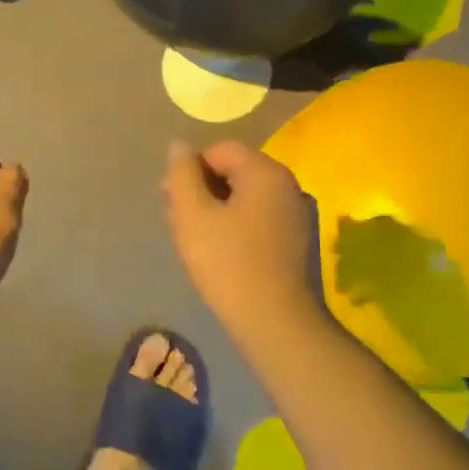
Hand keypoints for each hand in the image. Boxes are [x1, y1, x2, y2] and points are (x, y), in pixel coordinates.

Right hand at [163, 140, 322, 340]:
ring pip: (246, 197)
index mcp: (266, 172)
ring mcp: (297, 213)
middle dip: (202, 190)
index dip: (190, 169)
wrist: (276, 323)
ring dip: (216, 209)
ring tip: (195, 239)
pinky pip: (259, 218)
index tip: (170, 200)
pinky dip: (236, 226)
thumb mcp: (192, 214)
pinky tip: (221, 253)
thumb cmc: (228, 263)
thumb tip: (179, 146)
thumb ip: (181, 174)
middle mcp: (288, 185)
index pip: (220, 150)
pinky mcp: (298, 240)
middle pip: (235, 171)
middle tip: (178, 221)